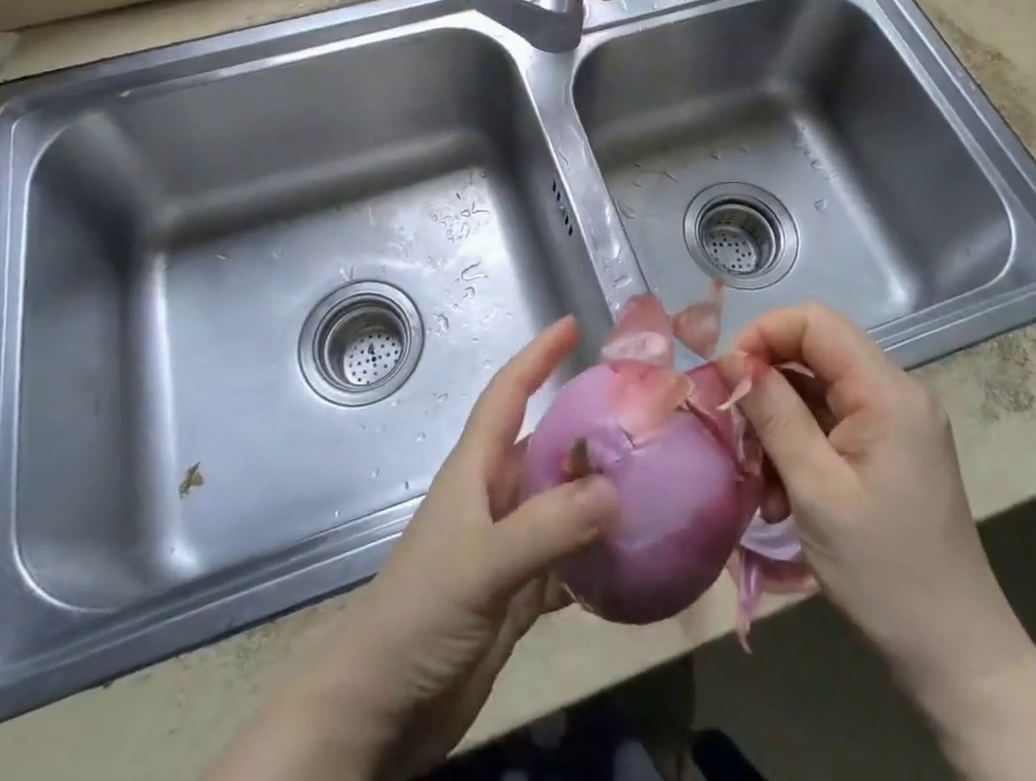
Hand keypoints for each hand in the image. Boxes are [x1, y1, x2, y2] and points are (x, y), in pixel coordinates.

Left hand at [215, 317, 617, 780]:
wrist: (382, 709)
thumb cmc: (420, 614)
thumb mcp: (481, 563)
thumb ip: (546, 525)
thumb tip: (614, 487)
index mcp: (475, 469)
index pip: (508, 394)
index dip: (537, 356)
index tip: (572, 325)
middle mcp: (494, 496)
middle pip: (545, 446)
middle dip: (586, 427)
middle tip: (641, 416)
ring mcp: (507, 545)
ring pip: (561, 503)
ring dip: (598, 493)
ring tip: (652, 479)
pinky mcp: (519, 592)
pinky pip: (568, 559)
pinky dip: (598, 555)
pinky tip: (634, 555)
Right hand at [727, 304, 1032, 713]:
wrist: (957, 658)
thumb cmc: (885, 573)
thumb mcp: (816, 490)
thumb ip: (774, 414)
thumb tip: (734, 360)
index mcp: (888, 393)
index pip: (815, 322)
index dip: (765, 334)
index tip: (729, 377)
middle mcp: (896, 394)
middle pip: (813, 354)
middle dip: (766, 386)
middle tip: (737, 434)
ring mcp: (895, 423)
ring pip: (814, 390)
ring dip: (777, 425)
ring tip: (759, 481)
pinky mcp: (888, 450)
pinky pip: (829, 423)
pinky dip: (797, 447)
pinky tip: (781, 495)